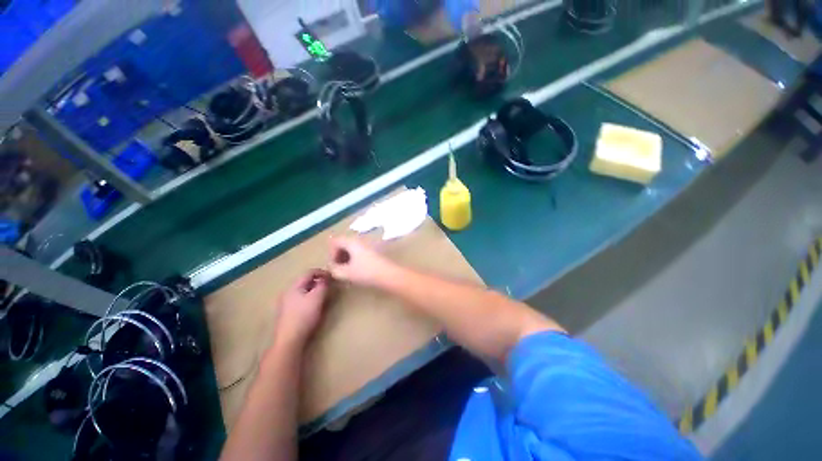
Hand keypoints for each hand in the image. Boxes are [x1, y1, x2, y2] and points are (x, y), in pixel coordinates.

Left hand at [272, 269, 329, 348]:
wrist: (289, 340)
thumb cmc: (304, 316)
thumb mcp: (317, 297)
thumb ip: (323, 285)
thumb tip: (326, 277)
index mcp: (294, 286)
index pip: (309, 272)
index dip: (322, 272)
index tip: (332, 276)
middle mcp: (287, 292)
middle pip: (305, 281)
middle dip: (318, 281)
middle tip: (329, 285)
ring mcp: (285, 303)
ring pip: (302, 290)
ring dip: (313, 289)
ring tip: (323, 294)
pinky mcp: (286, 313)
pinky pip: (299, 298)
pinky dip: (308, 297)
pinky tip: (313, 305)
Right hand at [329, 237, 396, 286]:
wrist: (388, 274)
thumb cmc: (366, 272)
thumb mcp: (346, 272)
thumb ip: (334, 269)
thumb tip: (330, 267)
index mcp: (352, 242)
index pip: (335, 241)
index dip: (331, 253)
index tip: (334, 265)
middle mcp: (359, 240)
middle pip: (343, 244)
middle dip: (338, 255)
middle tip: (338, 268)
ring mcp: (367, 245)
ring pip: (351, 248)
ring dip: (346, 258)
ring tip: (346, 271)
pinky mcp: (373, 252)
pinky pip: (359, 252)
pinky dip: (354, 259)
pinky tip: (356, 270)